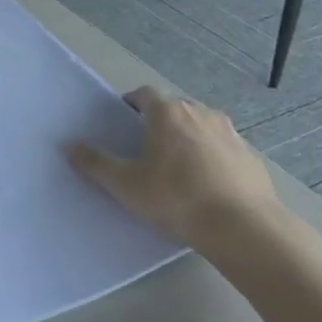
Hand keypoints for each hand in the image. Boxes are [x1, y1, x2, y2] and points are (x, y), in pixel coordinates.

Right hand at [66, 87, 321, 278]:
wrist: (244, 227)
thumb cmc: (177, 199)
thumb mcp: (126, 185)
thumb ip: (96, 164)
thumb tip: (70, 146)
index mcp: (168, 113)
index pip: (144, 94)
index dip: (131, 104)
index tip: (123, 122)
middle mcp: (201, 112)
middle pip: (173, 109)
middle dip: (159, 123)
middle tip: (145, 150)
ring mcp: (230, 132)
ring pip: (200, 127)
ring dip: (187, 139)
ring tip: (178, 169)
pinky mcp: (251, 156)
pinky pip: (223, 149)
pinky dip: (212, 158)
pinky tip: (207, 186)